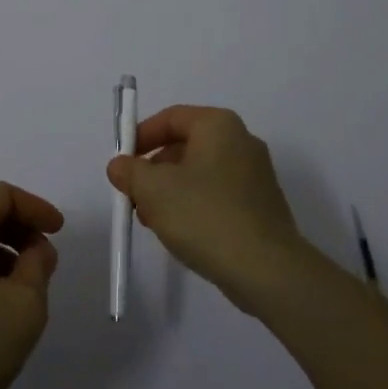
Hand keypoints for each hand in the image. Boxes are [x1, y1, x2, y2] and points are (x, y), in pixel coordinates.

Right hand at [106, 105, 308, 310]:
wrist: (268, 271)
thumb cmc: (205, 216)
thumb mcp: (154, 190)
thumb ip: (130, 171)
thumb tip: (120, 165)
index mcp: (218, 125)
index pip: (171, 117)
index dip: (141, 136)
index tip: (123, 162)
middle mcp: (241, 141)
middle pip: (185, 145)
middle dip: (154, 169)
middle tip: (134, 196)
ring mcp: (255, 175)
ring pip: (200, 173)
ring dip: (171, 191)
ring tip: (153, 221)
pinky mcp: (261, 206)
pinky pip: (218, 195)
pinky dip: (195, 206)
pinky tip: (182, 233)